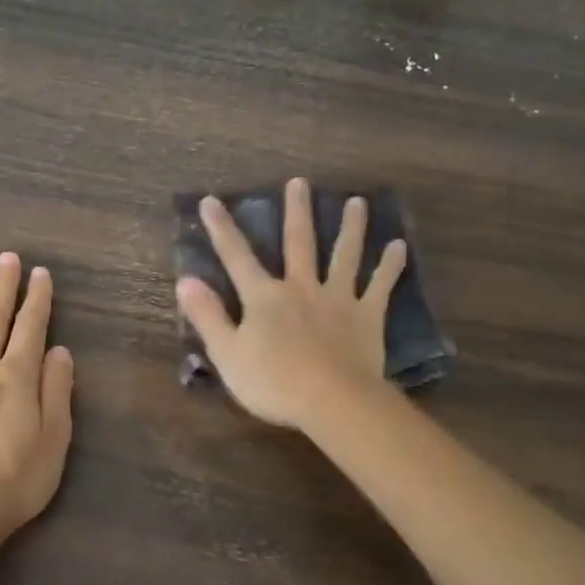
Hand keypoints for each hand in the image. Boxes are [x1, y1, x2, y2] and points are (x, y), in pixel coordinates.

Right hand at [176, 177, 407, 430]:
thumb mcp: (227, 354)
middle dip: (296, 212)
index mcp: (264, 298)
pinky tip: (399, 246)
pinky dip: (390, 266)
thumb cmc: (273, 383)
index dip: (221, 229)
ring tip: (358, 202)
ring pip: (345, 255)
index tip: (211, 200)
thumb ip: (208, 316)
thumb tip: (185, 281)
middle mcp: (301, 287)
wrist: (331, 401)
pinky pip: (380, 285)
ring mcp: (338, 299)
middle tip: (300, 182)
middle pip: (298, 243)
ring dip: (351, 228)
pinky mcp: (367, 316)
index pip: (236, 257)